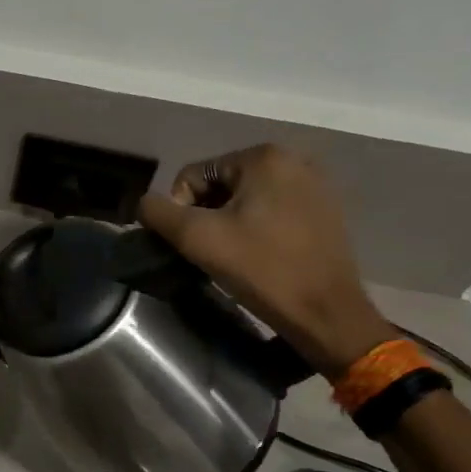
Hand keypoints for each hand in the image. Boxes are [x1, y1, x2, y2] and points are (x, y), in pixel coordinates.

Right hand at [137, 145, 393, 377]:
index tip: (193, 245)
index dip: (181, 211)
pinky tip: (259, 257)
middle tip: (212, 253)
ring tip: (234, 258)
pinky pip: (272, 211)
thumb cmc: (261, 269)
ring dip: (229, 225)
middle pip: (220, 185)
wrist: (325, 314)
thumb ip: (158, 213)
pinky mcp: (324, 212)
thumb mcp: (197, 239)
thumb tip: (145, 204)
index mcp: (264, 157)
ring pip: (245, 200)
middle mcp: (293, 160)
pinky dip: (256, 230)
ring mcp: (314, 186)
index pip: (194, 176)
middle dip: (207, 217)